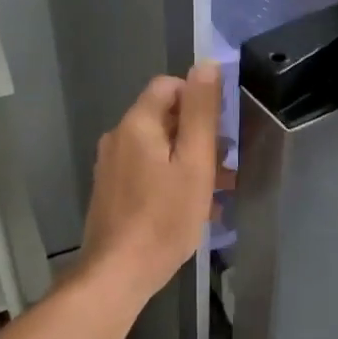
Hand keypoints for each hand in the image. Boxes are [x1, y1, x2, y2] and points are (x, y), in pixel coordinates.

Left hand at [79, 62, 224, 305]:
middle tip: (226, 164)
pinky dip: (172, 178)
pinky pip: (148, 170)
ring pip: (159, 147)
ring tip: (220, 189)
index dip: (199, 98)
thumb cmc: (164, 217)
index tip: (222, 127)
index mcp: (137, 123)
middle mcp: (119, 137)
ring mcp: (112, 166)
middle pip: (165, 117)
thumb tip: (206, 64)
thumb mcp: (194, 163)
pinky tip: (195, 206)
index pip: (169, 86)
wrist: (118, 274)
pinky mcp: (112, 191)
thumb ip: (201, 112)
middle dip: (199, 134)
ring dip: (190, 159)